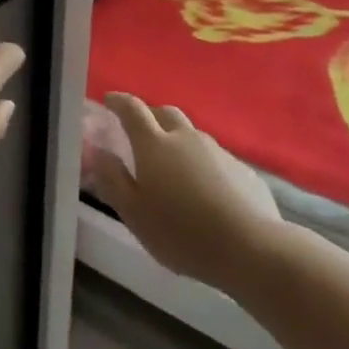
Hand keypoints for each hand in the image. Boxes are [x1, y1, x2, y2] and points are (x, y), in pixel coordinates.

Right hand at [88, 93, 280, 290]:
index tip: (108, 100)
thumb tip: (96, 151)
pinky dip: (200, 162)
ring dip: (176, 140)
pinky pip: (213, 156)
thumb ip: (112, 179)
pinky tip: (202, 188)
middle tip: (138, 132)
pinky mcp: (242, 169)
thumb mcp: (133, 213)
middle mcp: (186, 138)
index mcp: (154, 145)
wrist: (251, 248)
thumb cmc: (181, 232)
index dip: (119, 102)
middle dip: (149, 116)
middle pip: (165, 113)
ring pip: (191, 134)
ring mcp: (218, 151)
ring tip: (170, 165)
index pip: (132, 110)